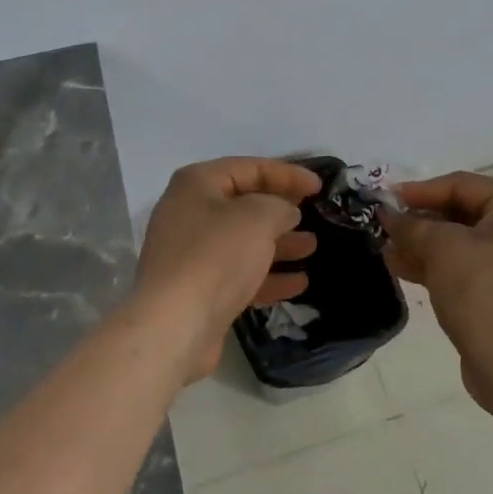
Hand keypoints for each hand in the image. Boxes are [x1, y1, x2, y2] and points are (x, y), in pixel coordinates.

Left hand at [135, 157, 320, 382]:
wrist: (173, 326)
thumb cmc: (216, 256)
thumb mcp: (257, 218)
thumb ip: (279, 206)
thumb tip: (285, 211)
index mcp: (197, 183)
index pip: (249, 168)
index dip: (287, 173)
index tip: (319, 186)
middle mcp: (189, 212)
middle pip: (244, 203)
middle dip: (281, 209)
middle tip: (313, 214)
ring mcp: (191, 253)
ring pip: (243, 241)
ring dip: (279, 243)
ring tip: (312, 247)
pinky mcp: (198, 289)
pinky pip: (238, 273)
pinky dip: (267, 275)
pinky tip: (299, 283)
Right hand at [381, 172, 492, 420]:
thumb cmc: (483, 291)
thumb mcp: (441, 248)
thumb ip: (411, 225)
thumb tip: (387, 215)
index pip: (463, 185)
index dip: (421, 190)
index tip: (387, 198)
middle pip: (463, 214)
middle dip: (420, 221)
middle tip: (385, 225)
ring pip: (462, 245)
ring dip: (423, 245)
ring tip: (387, 249)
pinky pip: (468, 270)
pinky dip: (438, 267)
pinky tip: (402, 268)